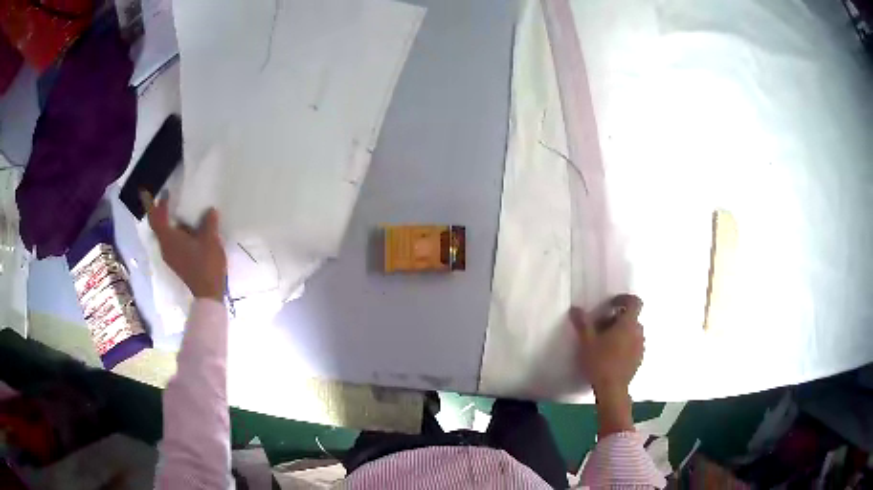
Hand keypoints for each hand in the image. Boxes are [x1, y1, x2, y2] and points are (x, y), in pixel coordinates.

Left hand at [141, 191, 226, 301]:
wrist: (208, 292)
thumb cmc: (206, 264)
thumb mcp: (210, 239)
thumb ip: (208, 223)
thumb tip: (210, 210)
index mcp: (169, 239)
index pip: (157, 218)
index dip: (158, 205)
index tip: (163, 192)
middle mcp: (165, 247)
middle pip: (157, 226)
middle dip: (159, 212)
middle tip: (166, 199)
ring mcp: (170, 256)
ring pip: (164, 234)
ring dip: (167, 222)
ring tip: (177, 212)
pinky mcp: (176, 261)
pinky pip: (170, 241)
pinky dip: (173, 231)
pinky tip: (185, 229)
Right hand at [571, 294, 644, 435]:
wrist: (612, 389)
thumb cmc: (600, 362)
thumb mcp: (587, 342)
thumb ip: (583, 323)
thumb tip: (575, 308)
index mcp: (628, 323)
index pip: (634, 302)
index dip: (623, 299)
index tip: (610, 304)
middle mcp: (638, 332)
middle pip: (631, 318)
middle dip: (616, 318)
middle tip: (599, 327)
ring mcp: (640, 346)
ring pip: (632, 332)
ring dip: (620, 332)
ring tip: (604, 342)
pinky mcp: (639, 359)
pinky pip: (633, 344)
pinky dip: (624, 344)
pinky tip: (610, 355)